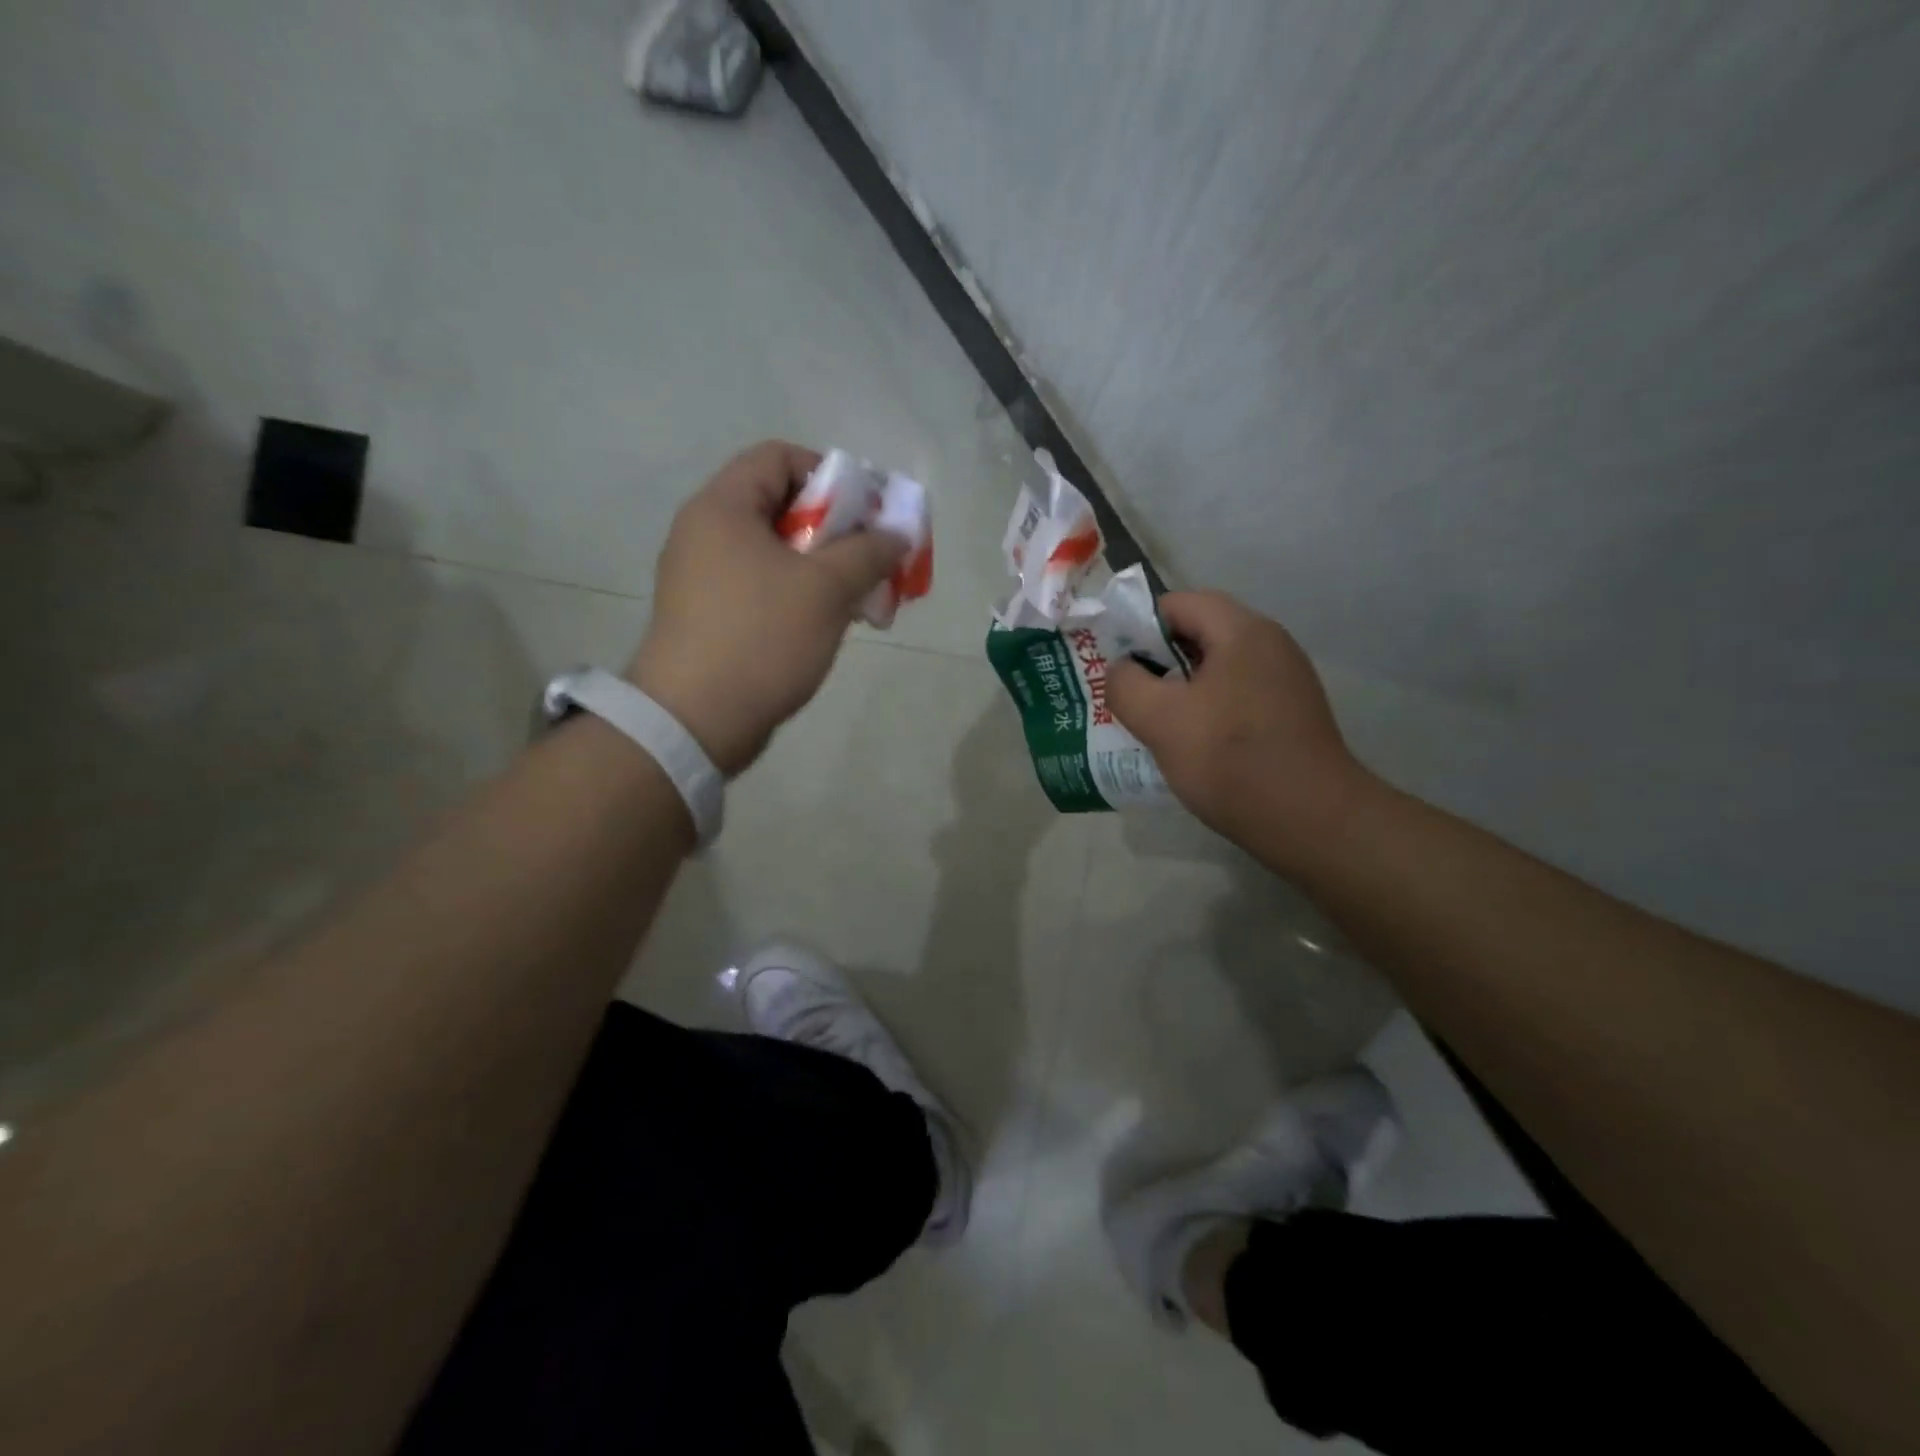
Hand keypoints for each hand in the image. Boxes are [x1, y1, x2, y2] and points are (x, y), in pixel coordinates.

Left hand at [627, 441, 905, 775]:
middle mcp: (703, 533)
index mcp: (722, 508)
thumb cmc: (761, 638)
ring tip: (855, 597)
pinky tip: (824, 624)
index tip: (863, 514)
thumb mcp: (826, 589)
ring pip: (773, 552)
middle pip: (778, 505)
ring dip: (821, 567)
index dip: (828, 475)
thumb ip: (868, 552)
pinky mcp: (706, 616)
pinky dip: (796, 594)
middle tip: (868, 560)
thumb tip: (895, 535)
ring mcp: (700, 577)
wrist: (695, 721)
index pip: (778, 457)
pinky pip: (760, 587)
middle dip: (834, 529)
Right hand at [1106, 591, 1373, 867]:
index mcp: (1242, 631)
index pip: (1180, 603)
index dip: (1139, 624)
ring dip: (1181, 686)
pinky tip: (1192, 742)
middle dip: (1158, 658)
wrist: (1309, 820)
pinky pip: (1237, 694)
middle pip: (1201, 632)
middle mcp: (1271, 644)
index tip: (1116, 661)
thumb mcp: (1159, 719)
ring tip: (1154, 720)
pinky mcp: (1292, 713)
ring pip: (1218, 667)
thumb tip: (1122, 670)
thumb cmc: (1229, 759)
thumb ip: (1126, 684)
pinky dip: (1208, 707)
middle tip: (1129, 691)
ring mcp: (1286, 680)